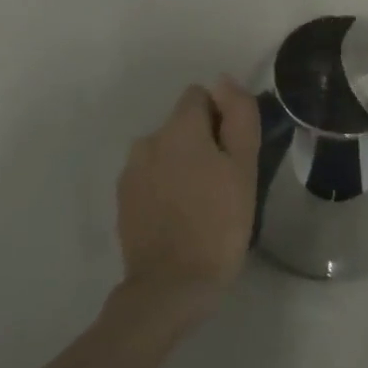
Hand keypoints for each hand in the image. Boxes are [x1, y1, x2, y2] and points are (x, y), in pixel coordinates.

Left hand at [116, 76, 261, 305]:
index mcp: (178, 129)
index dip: (221, 118)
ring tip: (201, 204)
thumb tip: (224, 81)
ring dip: (182, 165)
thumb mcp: (244, 167)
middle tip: (223, 184)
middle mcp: (148, 141)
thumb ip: (238, 116)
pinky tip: (179, 218)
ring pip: (165, 152)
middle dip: (202, 143)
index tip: (233, 153)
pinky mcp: (123, 200)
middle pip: (181, 126)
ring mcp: (130, 172)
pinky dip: (165, 188)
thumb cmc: (218, 224)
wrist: (171, 286)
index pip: (199, 97)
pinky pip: (150, 178)